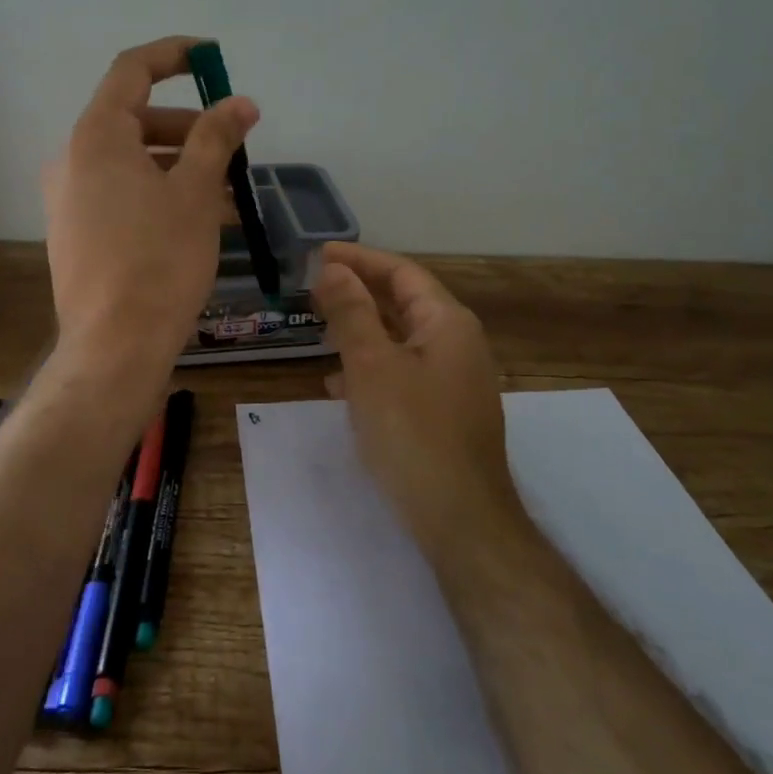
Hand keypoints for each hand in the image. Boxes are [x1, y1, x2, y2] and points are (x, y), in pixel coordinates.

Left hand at [44, 36, 258, 390]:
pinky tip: (199, 223)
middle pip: (135, 121)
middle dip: (189, 127)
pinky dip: (159, 195)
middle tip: (233, 148)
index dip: (173, 55)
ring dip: (181, 167)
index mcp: (96, 137)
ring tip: (229, 194)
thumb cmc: (159, 259)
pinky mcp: (75, 234)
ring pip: (132, 164)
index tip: (211, 57)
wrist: (115, 345)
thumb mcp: (197, 192)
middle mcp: (72, 160)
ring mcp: (68, 200)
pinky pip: (121, 196)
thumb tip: (241, 103)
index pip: (132, 70)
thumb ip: (217, 138)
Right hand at [312, 243, 519, 555]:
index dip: (359, 259)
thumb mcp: (372, 366)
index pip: (401, 272)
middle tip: (313, 288)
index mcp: (447, 323)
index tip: (318, 254)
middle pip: (403, 302)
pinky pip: (403, 373)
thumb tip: (332, 268)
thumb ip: (352, 312)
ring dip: (361, 330)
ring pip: (400, 340)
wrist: (459, 518)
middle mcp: (457, 344)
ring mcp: (454, 381)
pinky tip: (339, 386)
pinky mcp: (444, 413)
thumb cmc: (413, 433)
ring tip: (320, 330)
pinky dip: (371, 368)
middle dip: (358, 293)